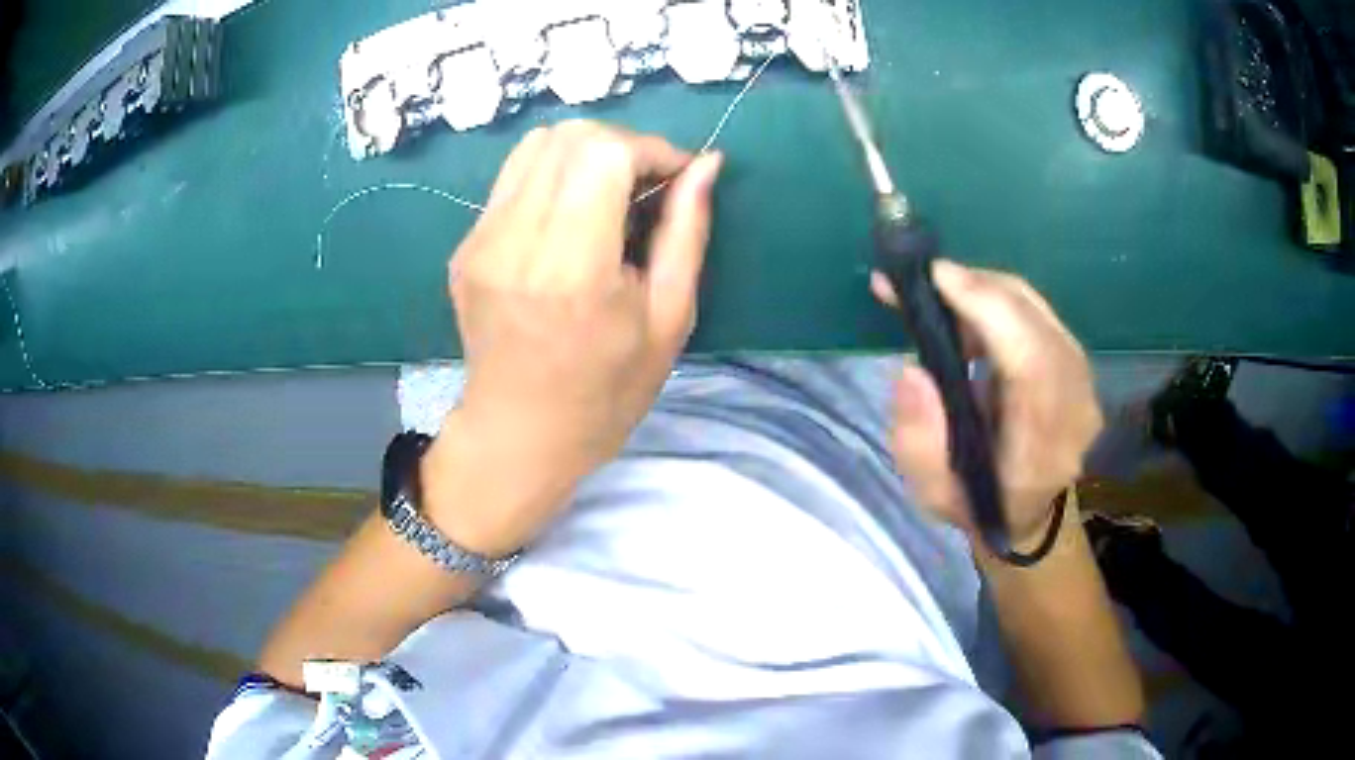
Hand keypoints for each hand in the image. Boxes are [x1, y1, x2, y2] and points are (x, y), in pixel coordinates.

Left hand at [425, 121, 722, 555]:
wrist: (519, 435)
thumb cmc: (606, 394)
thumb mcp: (669, 320)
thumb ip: (687, 232)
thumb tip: (706, 164)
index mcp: (572, 269)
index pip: (603, 153)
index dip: (650, 149)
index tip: (676, 177)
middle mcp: (516, 243)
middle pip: (568, 137)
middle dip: (621, 145)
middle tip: (647, 186)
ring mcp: (480, 241)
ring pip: (535, 146)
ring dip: (585, 153)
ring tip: (610, 196)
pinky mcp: (466, 246)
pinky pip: (514, 178)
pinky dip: (554, 177)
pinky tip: (571, 218)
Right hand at [872, 261, 1102, 550]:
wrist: (1025, 512)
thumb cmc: (977, 503)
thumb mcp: (931, 491)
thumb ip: (918, 439)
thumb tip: (912, 369)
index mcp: (1044, 448)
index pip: (1030, 363)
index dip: (988, 311)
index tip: (938, 277)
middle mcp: (1076, 407)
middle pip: (1036, 322)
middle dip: (978, 289)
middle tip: (925, 280)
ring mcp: (1084, 382)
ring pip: (1037, 310)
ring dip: (986, 292)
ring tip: (941, 299)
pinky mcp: (1077, 364)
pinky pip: (1039, 315)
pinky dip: (1000, 302)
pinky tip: (969, 312)